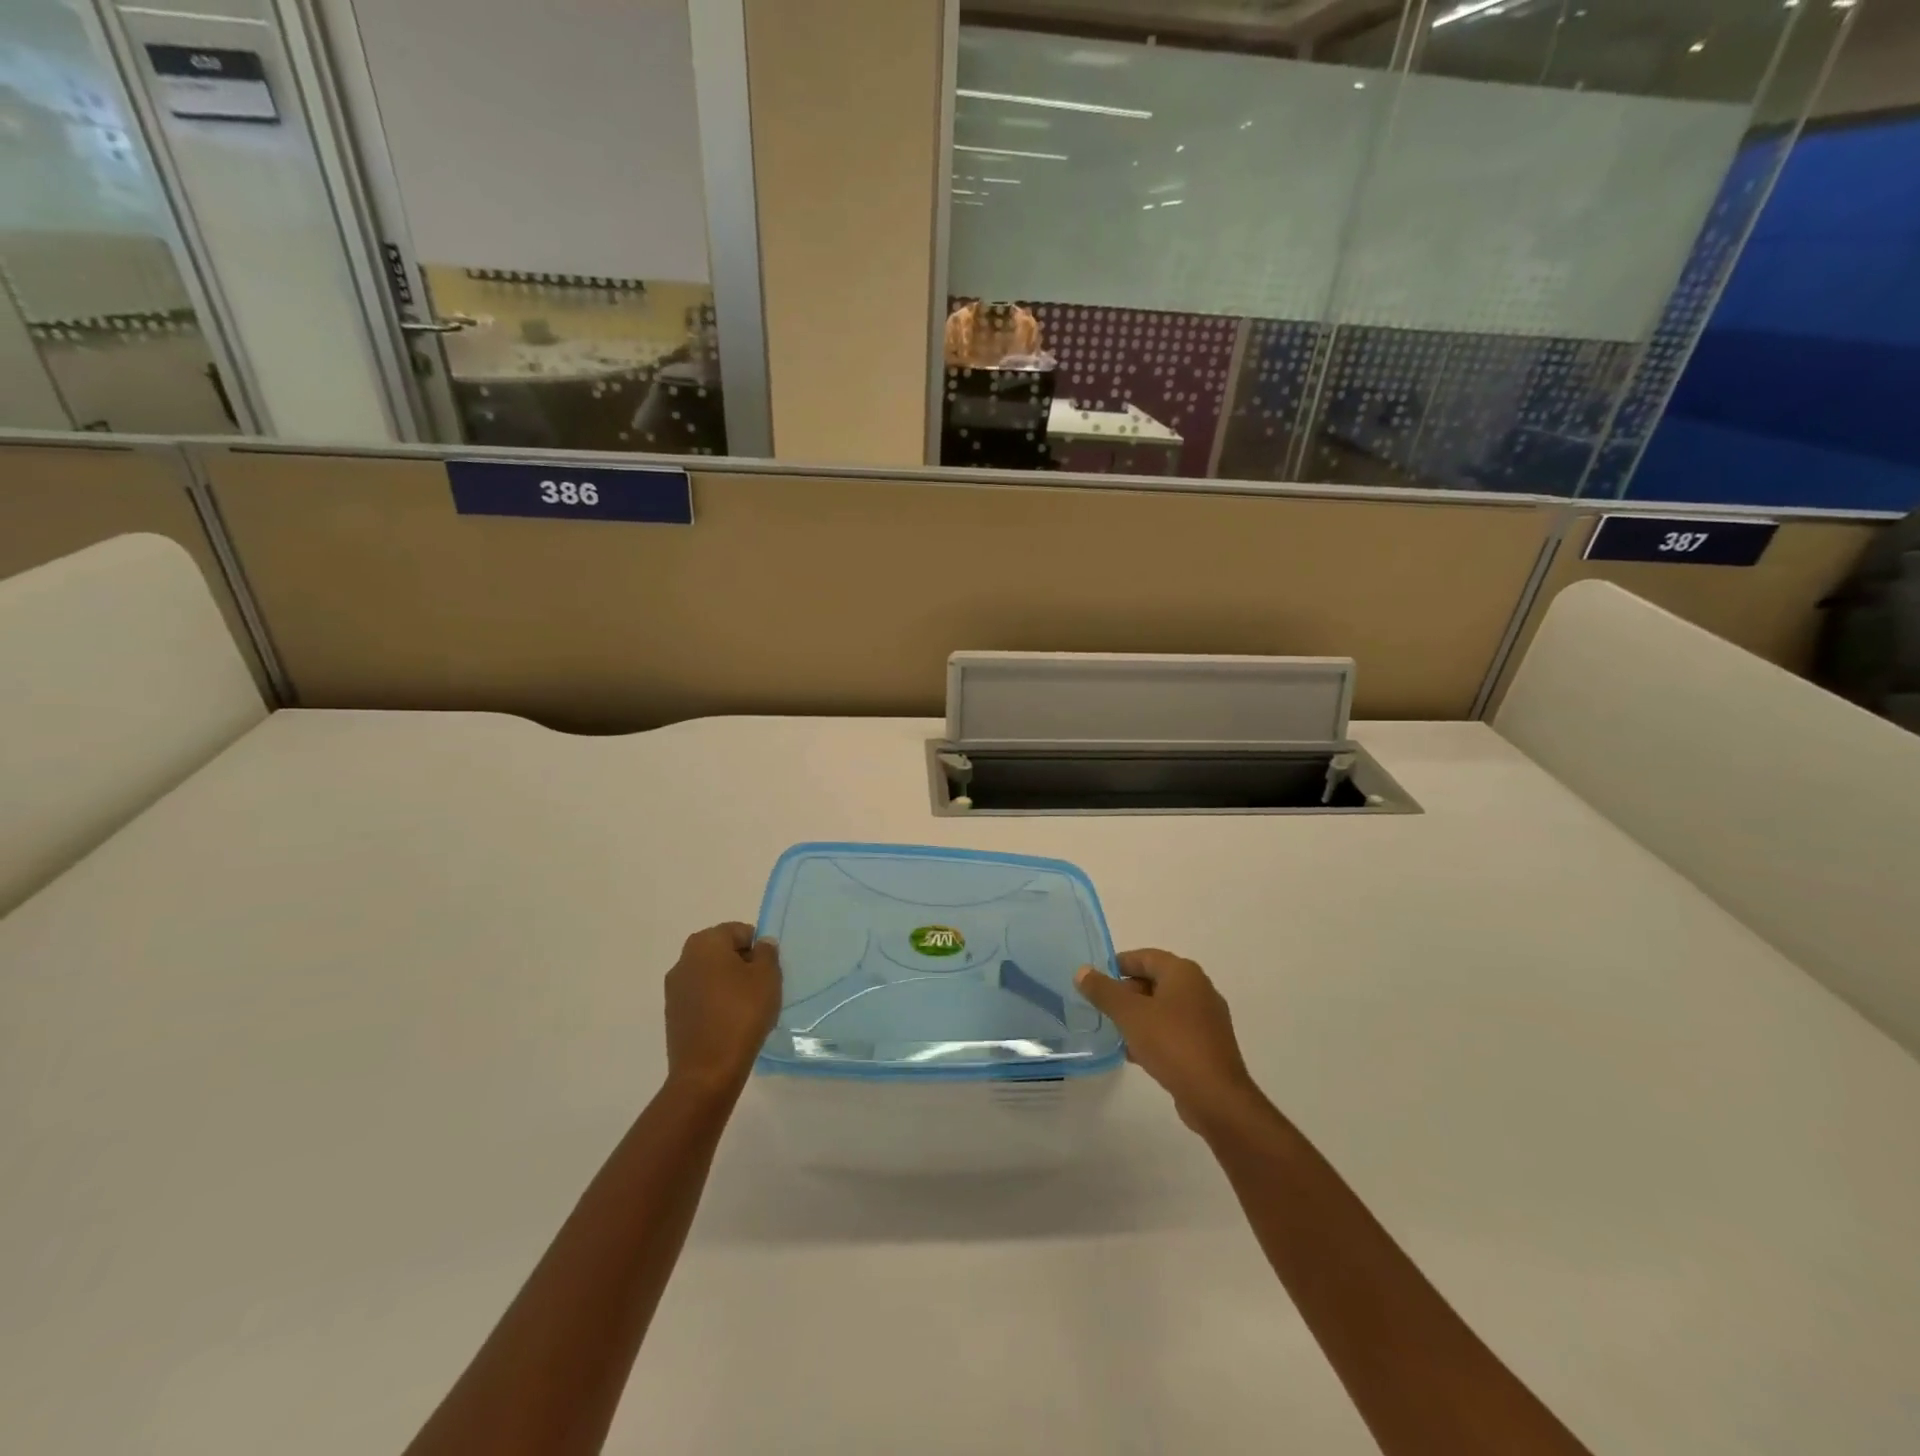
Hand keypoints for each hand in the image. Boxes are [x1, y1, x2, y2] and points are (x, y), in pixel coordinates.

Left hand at [664, 923, 781, 1098]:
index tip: (769, 970)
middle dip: (743, 964)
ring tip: (748, 1009)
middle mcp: (684, 960)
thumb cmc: (742, 1014)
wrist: (707, 1071)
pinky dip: (716, 1003)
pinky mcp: (673, 1015)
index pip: (738, 931)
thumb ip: (767, 953)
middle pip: (722, 952)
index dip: (758, 947)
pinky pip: (701, 998)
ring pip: (711, 976)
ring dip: (729, 985)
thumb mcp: (768, 977)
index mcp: (705, 943)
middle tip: (762, 987)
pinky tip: (731, 1024)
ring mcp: (674, 989)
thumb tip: (761, 945)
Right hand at [1075, 950, 1267, 1135]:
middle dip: (1126, 992)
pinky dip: (1153, 1035)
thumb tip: (1082, 971)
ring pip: (1163, 1008)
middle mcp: (1199, 989)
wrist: (1215, 1097)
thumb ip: (1104, 991)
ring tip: (1113, 1031)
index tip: (1095, 978)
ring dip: (1138, 1016)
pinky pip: (1174, 1030)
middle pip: (1155, 981)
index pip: (1145, 956)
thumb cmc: (1171, 1044)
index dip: (1118, 964)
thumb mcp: (1130, 1014)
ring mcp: (1206, 1019)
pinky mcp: (1208, 1046)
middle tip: (1101, 1007)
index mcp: (1183, 973)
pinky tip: (1134, 1053)